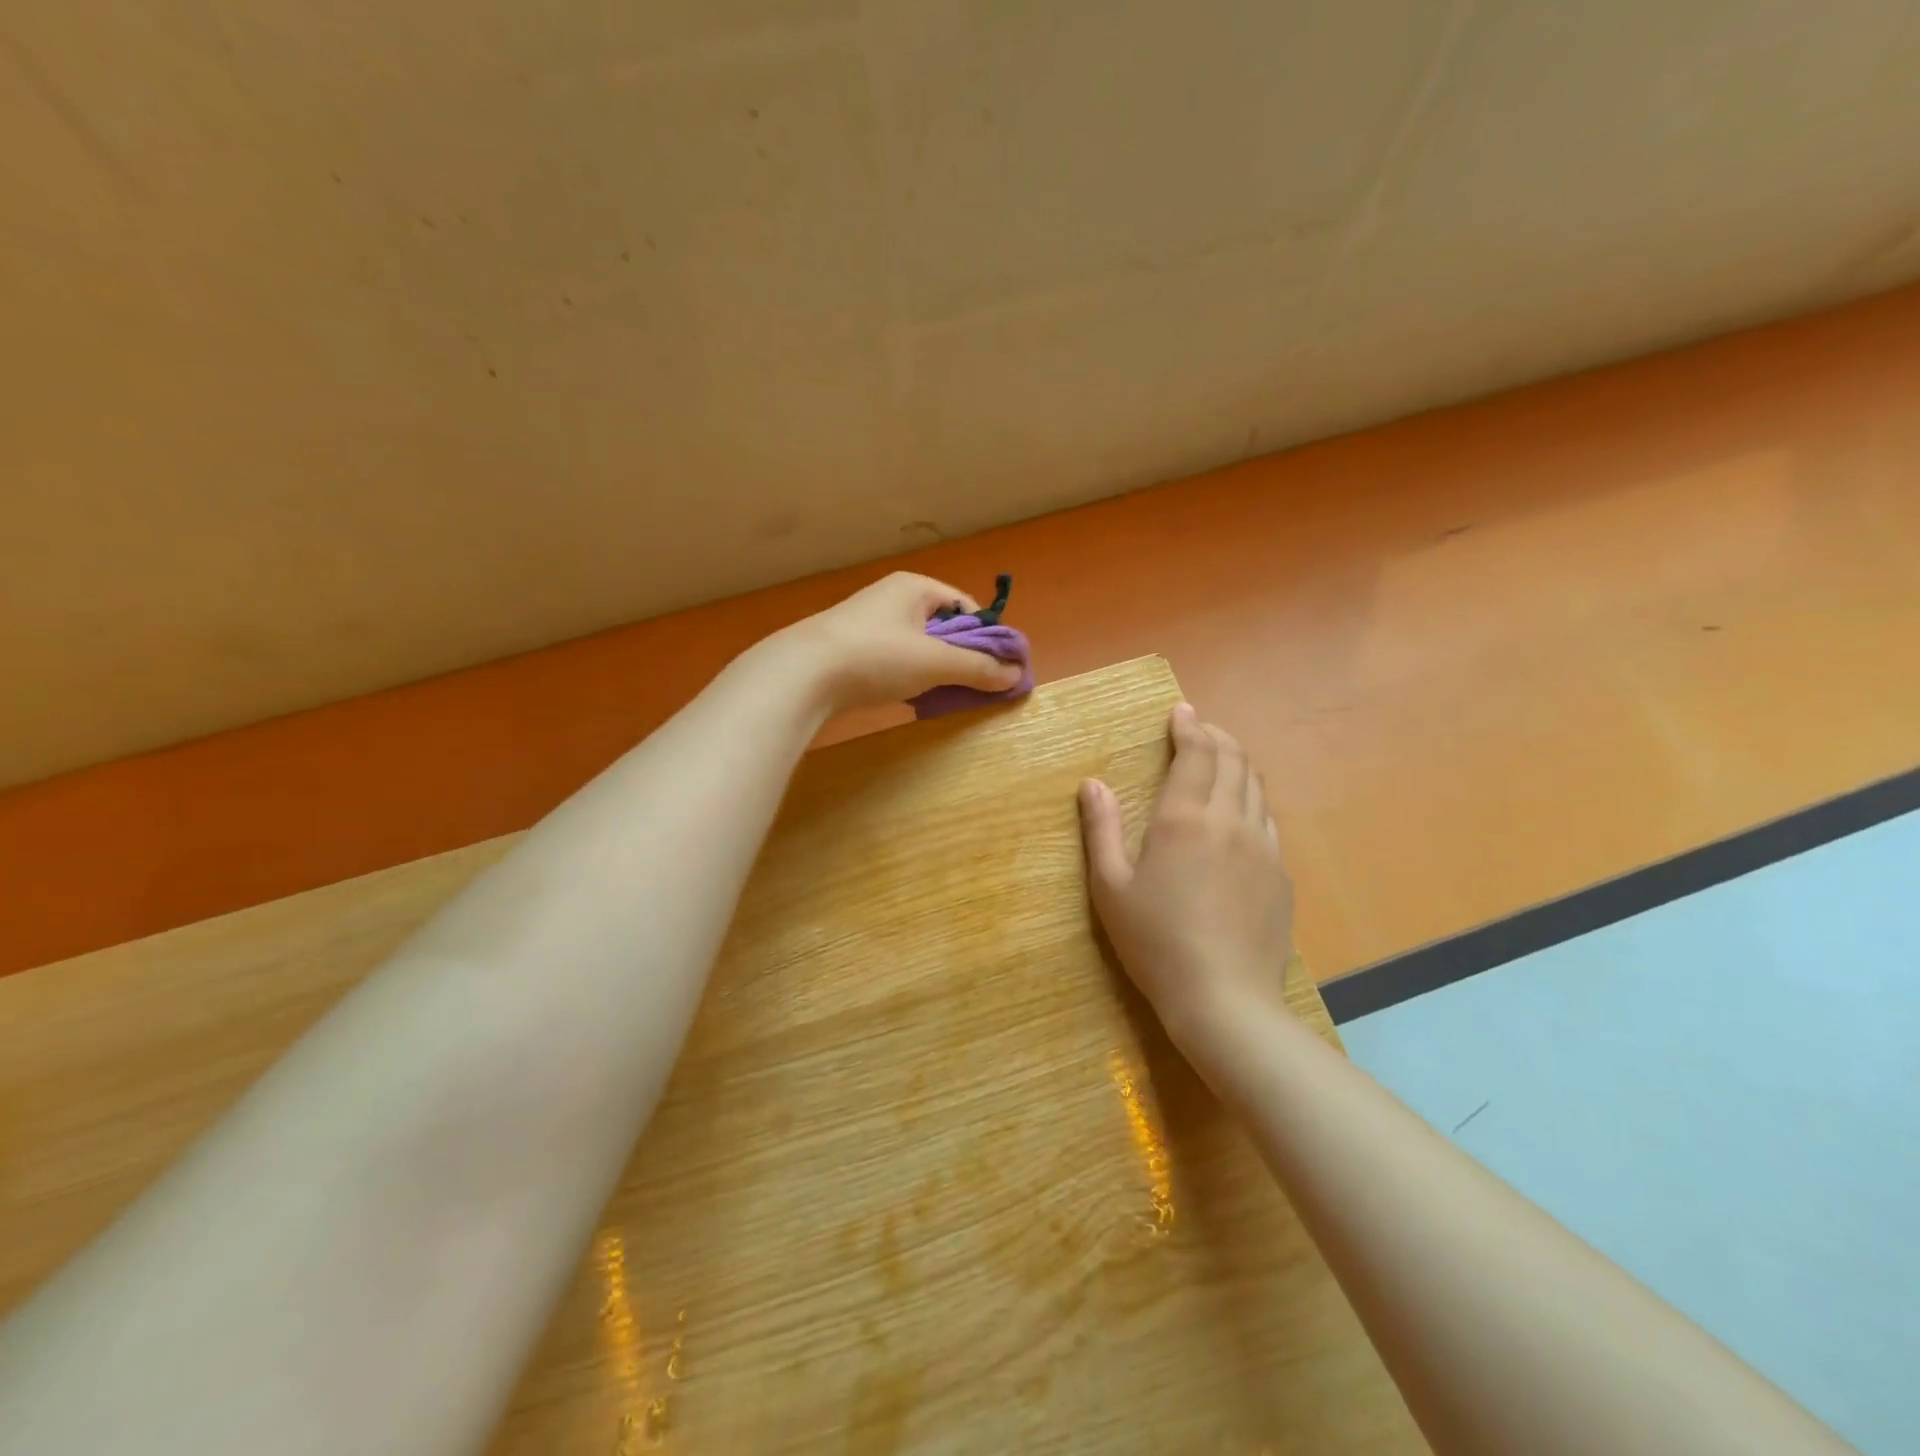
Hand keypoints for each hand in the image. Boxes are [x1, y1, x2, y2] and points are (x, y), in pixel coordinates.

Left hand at [779, 572, 1023, 713]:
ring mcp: (869, 625)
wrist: (802, 674)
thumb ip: (978, 668)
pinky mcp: (853, 652)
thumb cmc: (876, 656)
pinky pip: (896, 661)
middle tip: (977, 686)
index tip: (999, 667)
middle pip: (943, 628)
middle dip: (962, 656)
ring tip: (947, 695)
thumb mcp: (935, 662)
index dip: (986, 636)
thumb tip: (1016, 676)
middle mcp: (892, 599)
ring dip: (937, 671)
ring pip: (919, 647)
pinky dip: (911, 678)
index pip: (965, 607)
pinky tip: (914, 699)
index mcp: (915, 588)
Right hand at [1078, 704, 1294, 1047]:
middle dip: (1216, 737)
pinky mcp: (1280, 875)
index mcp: (1184, 818)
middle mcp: (1230, 820)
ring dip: (1237, 764)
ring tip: (1220, 761)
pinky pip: (1269, 820)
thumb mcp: (1110, 887)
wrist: (1224, 999)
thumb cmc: (1155, 941)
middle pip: (1233, 760)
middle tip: (1199, 730)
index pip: (1196, 753)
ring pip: (1256, 787)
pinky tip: (1240, 815)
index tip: (1181, 712)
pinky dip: (1252, 800)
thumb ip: (1101, 829)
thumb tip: (1092, 784)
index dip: (1188, 726)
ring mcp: (1263, 847)